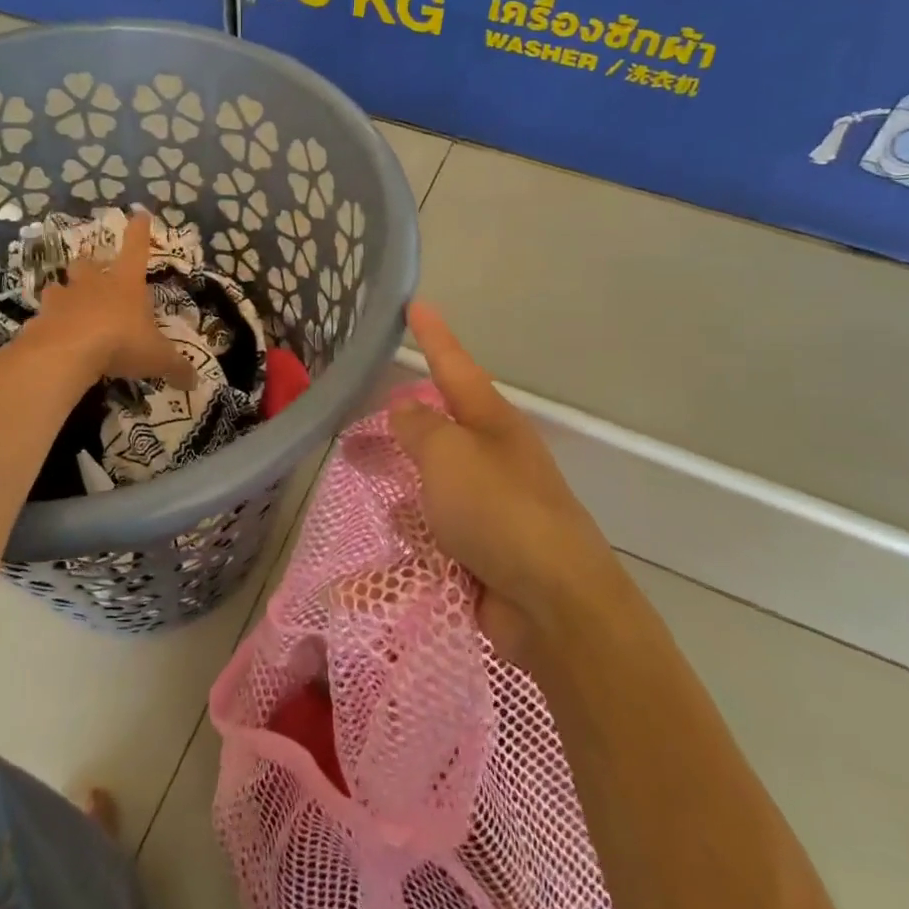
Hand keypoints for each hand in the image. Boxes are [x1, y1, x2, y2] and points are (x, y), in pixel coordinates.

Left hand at [32, 211, 195, 387]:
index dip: (139, 232)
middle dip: (90, 267)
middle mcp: (93, 284)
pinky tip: (51, 337)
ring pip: (60, 287)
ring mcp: (63, 298)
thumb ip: (177, 368)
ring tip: (67, 306)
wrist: (68, 351)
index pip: (136, 249)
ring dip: (64, 293)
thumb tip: (195, 382)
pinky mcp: (40, 318)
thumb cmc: (121, 342)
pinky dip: (48, 324)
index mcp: (126, 284)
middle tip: (92, 273)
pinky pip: (44, 317)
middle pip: (89, 264)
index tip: (139, 214)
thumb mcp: (157, 358)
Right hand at [391, 302, 613, 666]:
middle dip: (398, 424)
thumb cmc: (498, 511)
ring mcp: (491, 504)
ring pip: (432, 478)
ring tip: (361, 478)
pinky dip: (412, 528)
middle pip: (437, 427)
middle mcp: (493, 456)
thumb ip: (419, 427)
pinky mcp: (483, 547)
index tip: (415, 305)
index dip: (433, 335)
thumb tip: (404, 409)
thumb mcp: (449, 455)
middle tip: (354, 423)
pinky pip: (435, 526)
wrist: (553, 603)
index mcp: (492, 422)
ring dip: (400, 478)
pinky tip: (390, 534)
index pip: (454, 365)